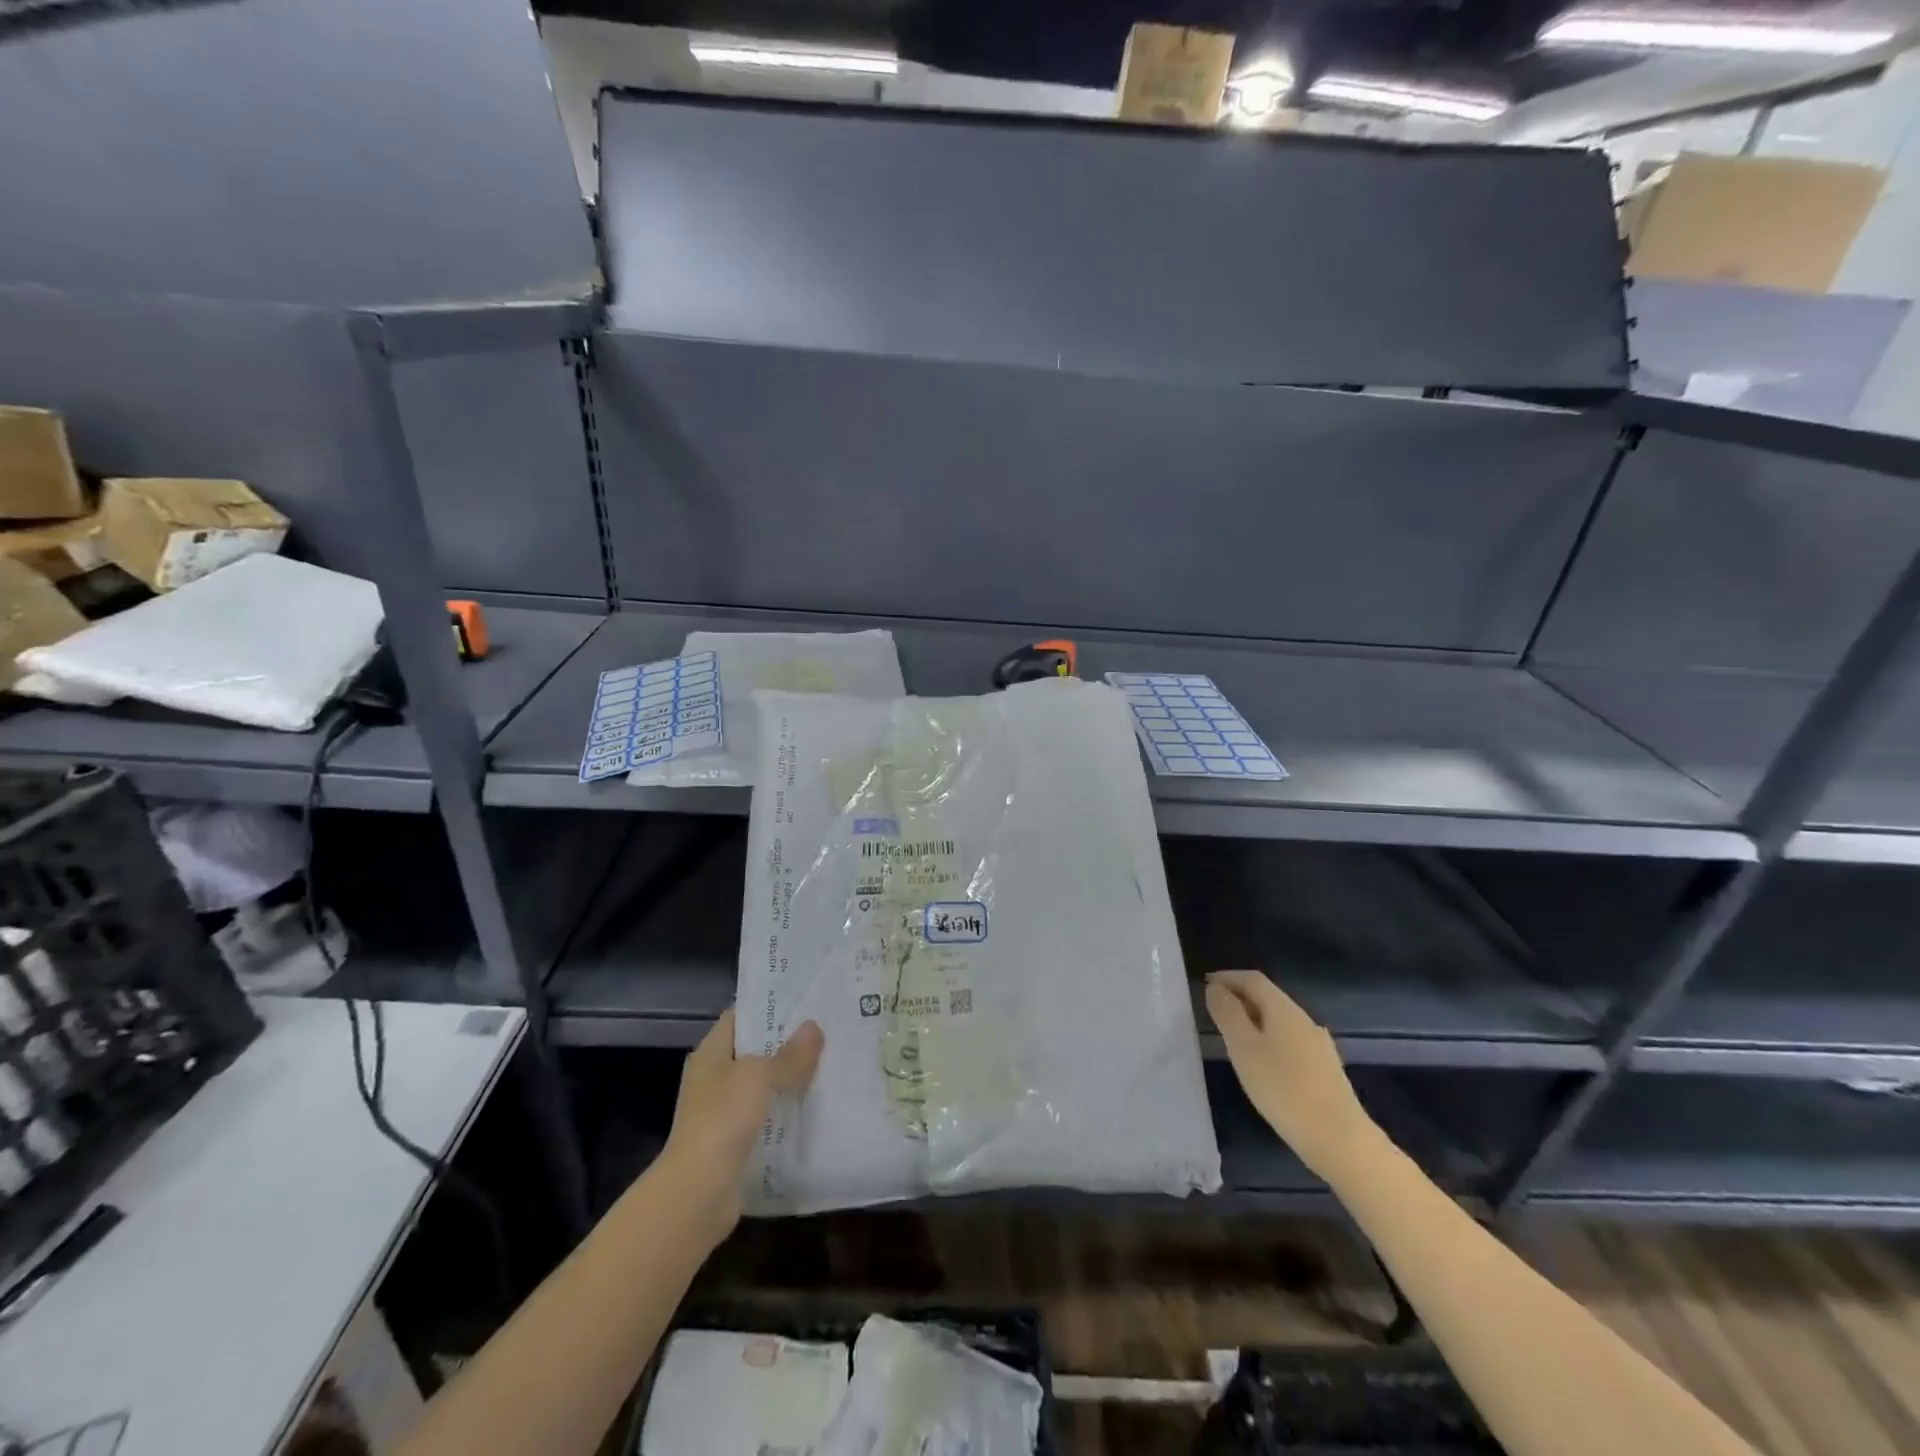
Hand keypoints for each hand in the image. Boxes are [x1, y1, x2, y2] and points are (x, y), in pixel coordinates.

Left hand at [663, 1010, 823, 1235]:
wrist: (697, 1194)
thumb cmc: (722, 1119)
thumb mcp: (759, 1076)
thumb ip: (789, 1054)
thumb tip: (814, 1028)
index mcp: (711, 1054)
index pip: (740, 1017)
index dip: (769, 1007)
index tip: (804, 1001)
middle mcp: (714, 1079)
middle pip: (755, 1052)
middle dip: (788, 1044)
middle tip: (827, 1031)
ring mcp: (724, 1113)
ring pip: (764, 1087)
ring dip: (791, 1080)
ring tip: (830, 1064)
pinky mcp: (736, 1143)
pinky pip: (768, 1118)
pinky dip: (788, 1113)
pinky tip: (817, 1107)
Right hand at [1205, 970, 1381, 1182]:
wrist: (1340, 1139)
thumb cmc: (1283, 1088)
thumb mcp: (1244, 1048)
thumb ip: (1228, 1014)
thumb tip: (1216, 989)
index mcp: (1284, 1009)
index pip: (1253, 979)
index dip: (1228, 977)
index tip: (1205, 984)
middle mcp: (1304, 1020)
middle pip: (1268, 997)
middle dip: (1239, 998)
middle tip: (1214, 1010)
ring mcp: (1318, 1045)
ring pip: (1279, 1021)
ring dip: (1253, 1020)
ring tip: (1232, 1036)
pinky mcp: (1324, 1069)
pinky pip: (1289, 1041)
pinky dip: (1268, 1039)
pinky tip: (1262, 1063)